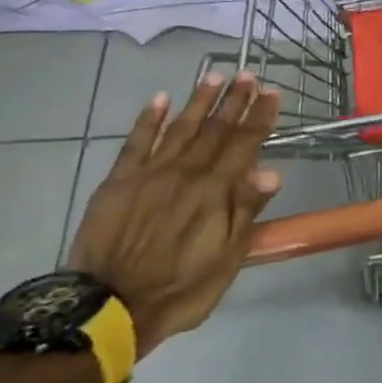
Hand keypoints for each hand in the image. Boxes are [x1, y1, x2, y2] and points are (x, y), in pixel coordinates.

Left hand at [69, 72, 281, 356]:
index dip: (260, 117)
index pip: (245, 144)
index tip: (272, 92)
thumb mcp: (227, 258)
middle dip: (234, 101)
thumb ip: (246, 211)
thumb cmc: (181, 288)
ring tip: (214, 76)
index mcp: (216, 191)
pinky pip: (136, 142)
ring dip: (198, 101)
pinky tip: (159, 100)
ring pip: (179, 128)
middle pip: (215, 129)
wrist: (109, 308)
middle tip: (248, 74)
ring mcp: (150, 174)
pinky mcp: (119, 181)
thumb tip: (272, 172)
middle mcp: (186, 173)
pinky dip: (148, 119)